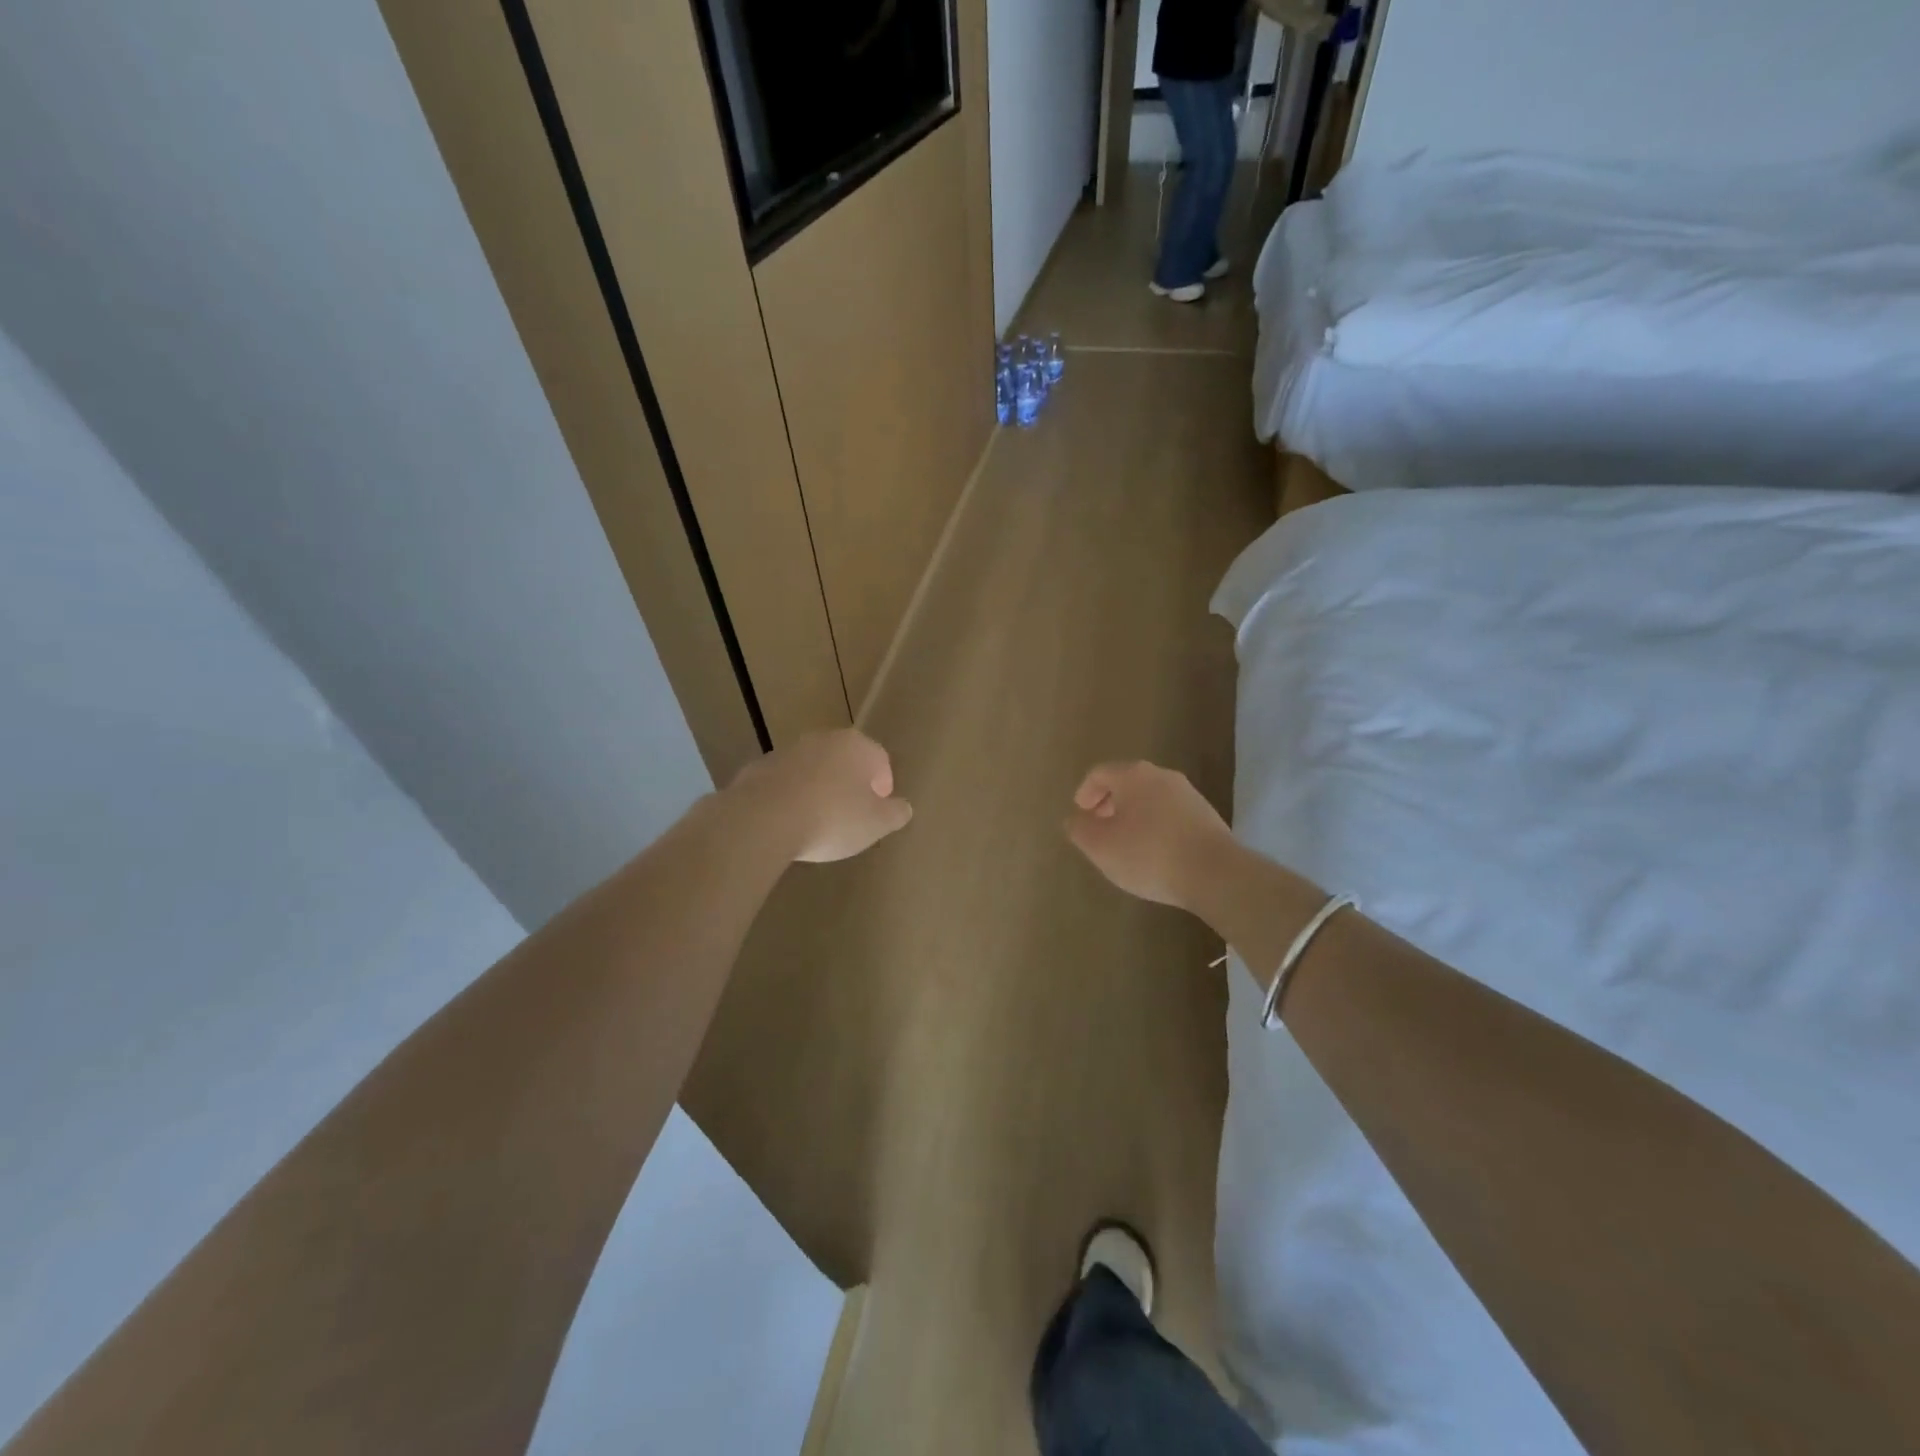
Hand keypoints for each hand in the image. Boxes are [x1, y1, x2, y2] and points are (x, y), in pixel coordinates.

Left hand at [729, 728, 912, 862]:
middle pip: (845, 761)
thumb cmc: (832, 818)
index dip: (882, 787)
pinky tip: (787, 824)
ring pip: (813, 770)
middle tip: (850, 817)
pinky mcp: (757, 769)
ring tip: (816, 823)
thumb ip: (895, 813)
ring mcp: (787, 751)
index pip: (880, 760)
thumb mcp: (876, 823)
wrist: (763, 819)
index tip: (876, 812)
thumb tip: (903, 807)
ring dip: (818, 790)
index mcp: (857, 746)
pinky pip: (784, 784)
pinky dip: (790, 798)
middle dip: (850, 785)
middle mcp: (822, 739)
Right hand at [1064, 761, 1234, 911]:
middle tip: (1099, 827)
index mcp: (1133, 775)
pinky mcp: (1207, 816)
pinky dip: (1154, 825)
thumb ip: (1080, 829)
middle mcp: (1162, 776)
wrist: (1214, 873)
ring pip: (1150, 798)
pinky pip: (1170, 814)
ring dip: (1133, 815)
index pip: (1099, 773)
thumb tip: (1075, 819)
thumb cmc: (1148, 854)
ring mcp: (1189, 794)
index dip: (1085, 793)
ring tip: (1125, 843)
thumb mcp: (1101, 846)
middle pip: (1127, 782)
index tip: (1080, 814)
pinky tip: (1153, 852)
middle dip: (1108, 803)